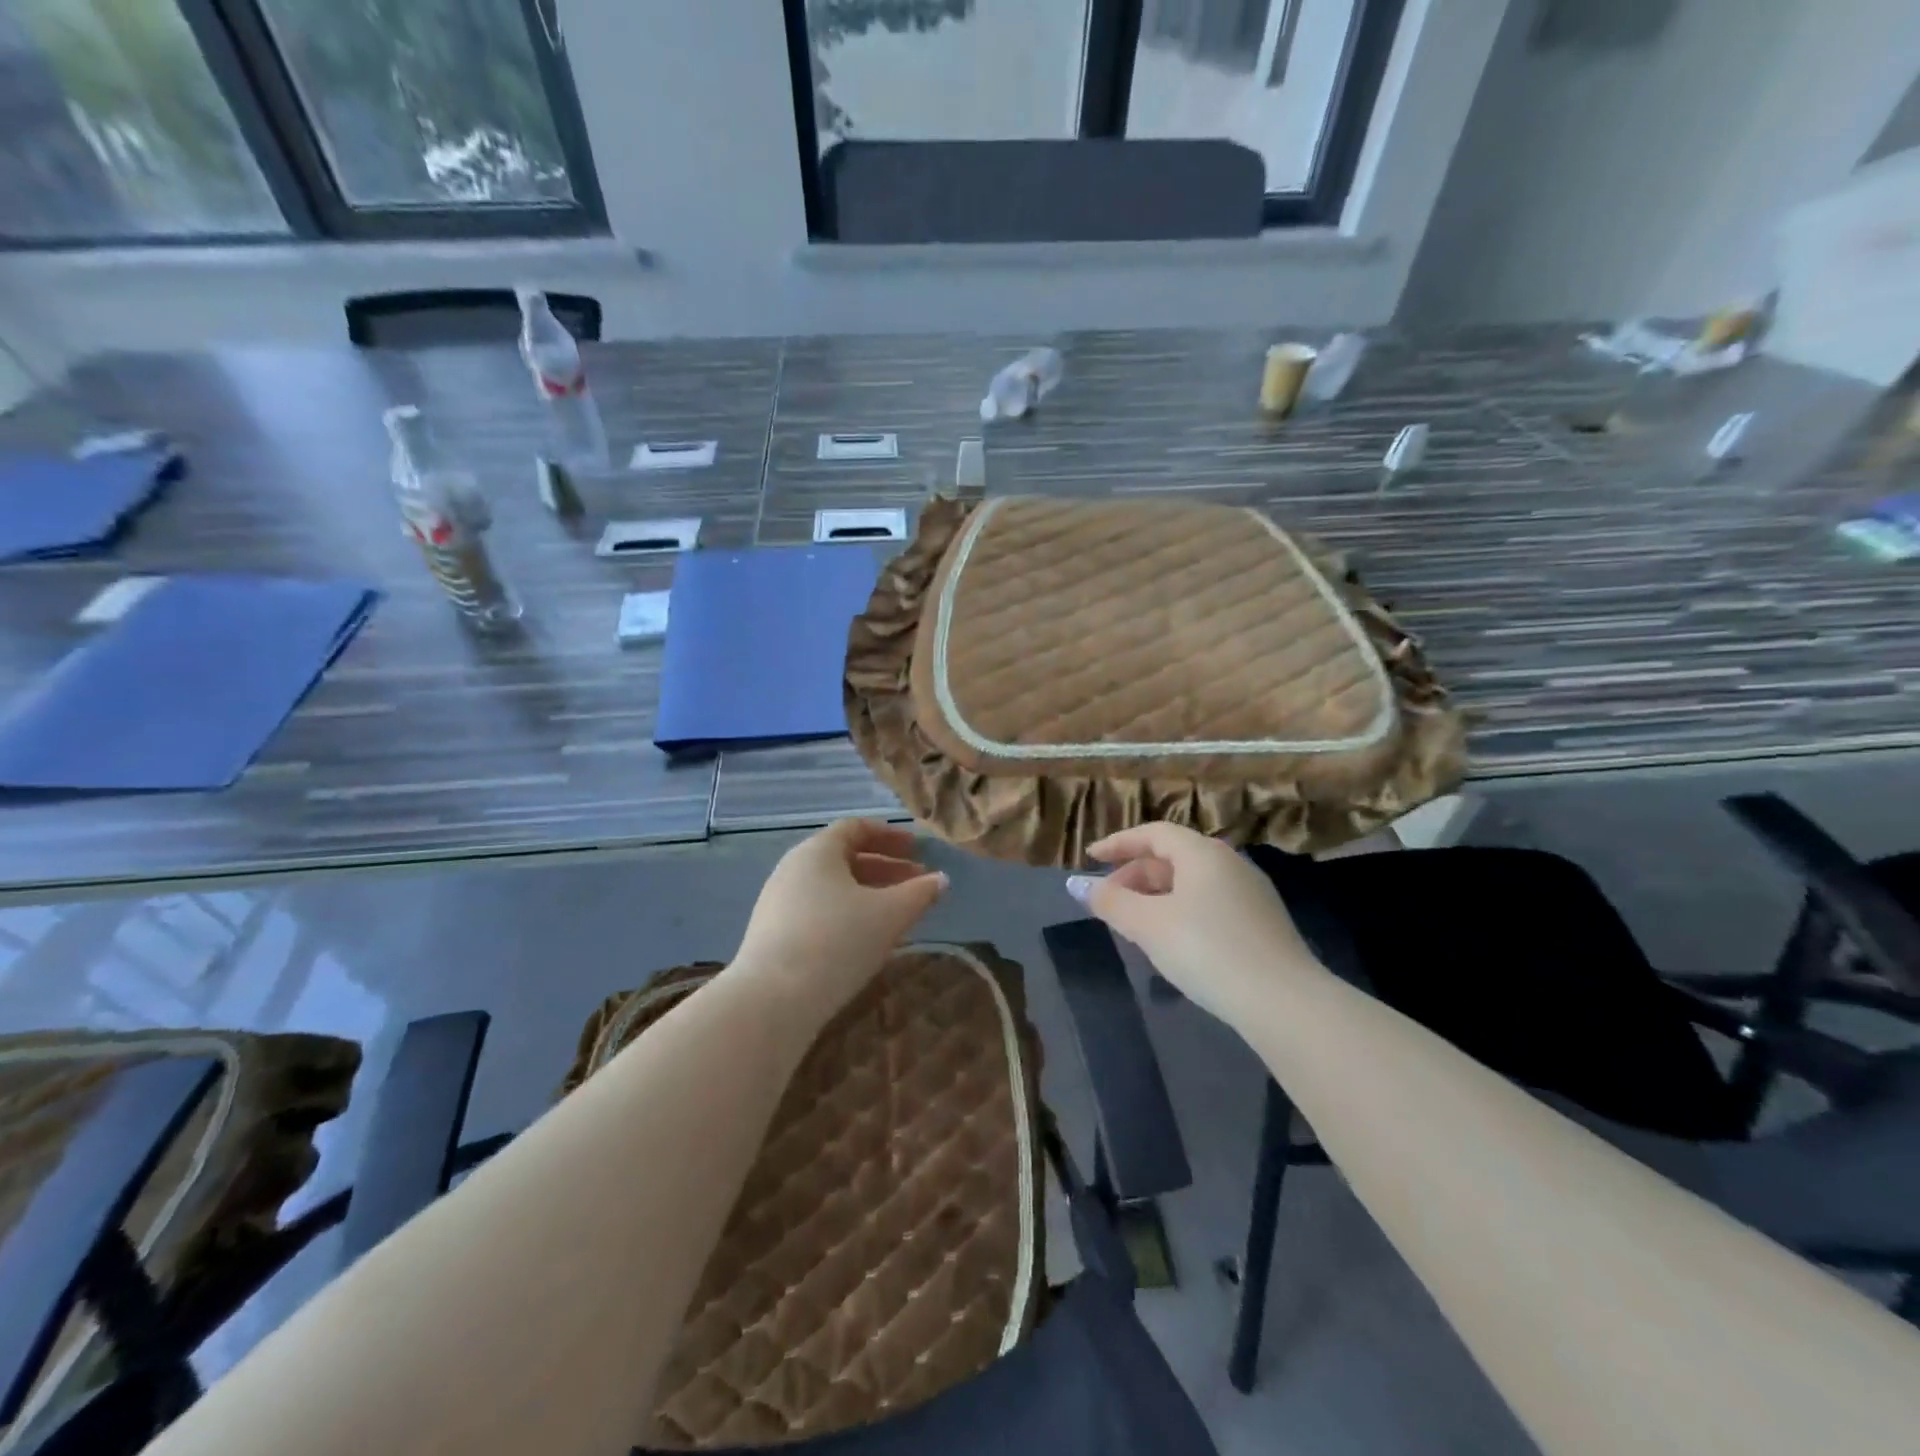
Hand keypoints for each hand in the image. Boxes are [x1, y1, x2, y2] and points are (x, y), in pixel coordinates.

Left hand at [732, 820, 947, 1013]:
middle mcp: (793, 868)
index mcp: (818, 851)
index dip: (889, 835)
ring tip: (896, 914)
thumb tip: (941, 879)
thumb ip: (919, 893)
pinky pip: (816, 910)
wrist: (772, 1000)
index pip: (855, 828)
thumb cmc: (837, 941)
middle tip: (916, 882)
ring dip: (867, 893)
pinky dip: (846, 913)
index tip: (916, 849)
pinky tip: (864, 939)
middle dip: (884, 868)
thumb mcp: (890, 915)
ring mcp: (778, 902)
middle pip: (843, 857)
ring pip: (831, 887)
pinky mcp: (771, 933)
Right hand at [1072, 823, 1321, 1025]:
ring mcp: (1250, 893)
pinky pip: (1209, 903)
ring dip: (1156, 896)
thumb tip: (1077, 885)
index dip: (1118, 843)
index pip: (1153, 833)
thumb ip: (1110, 901)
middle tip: (1108, 902)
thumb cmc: (1206, 951)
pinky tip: (1173, 942)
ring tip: (1135, 925)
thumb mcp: (1148, 925)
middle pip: (1172, 857)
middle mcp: (1229, 863)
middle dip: (1135, 875)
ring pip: (1191, 883)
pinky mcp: (1262, 923)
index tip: (1090, 857)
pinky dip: (1181, 911)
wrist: (1284, 1002)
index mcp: (1202, 853)